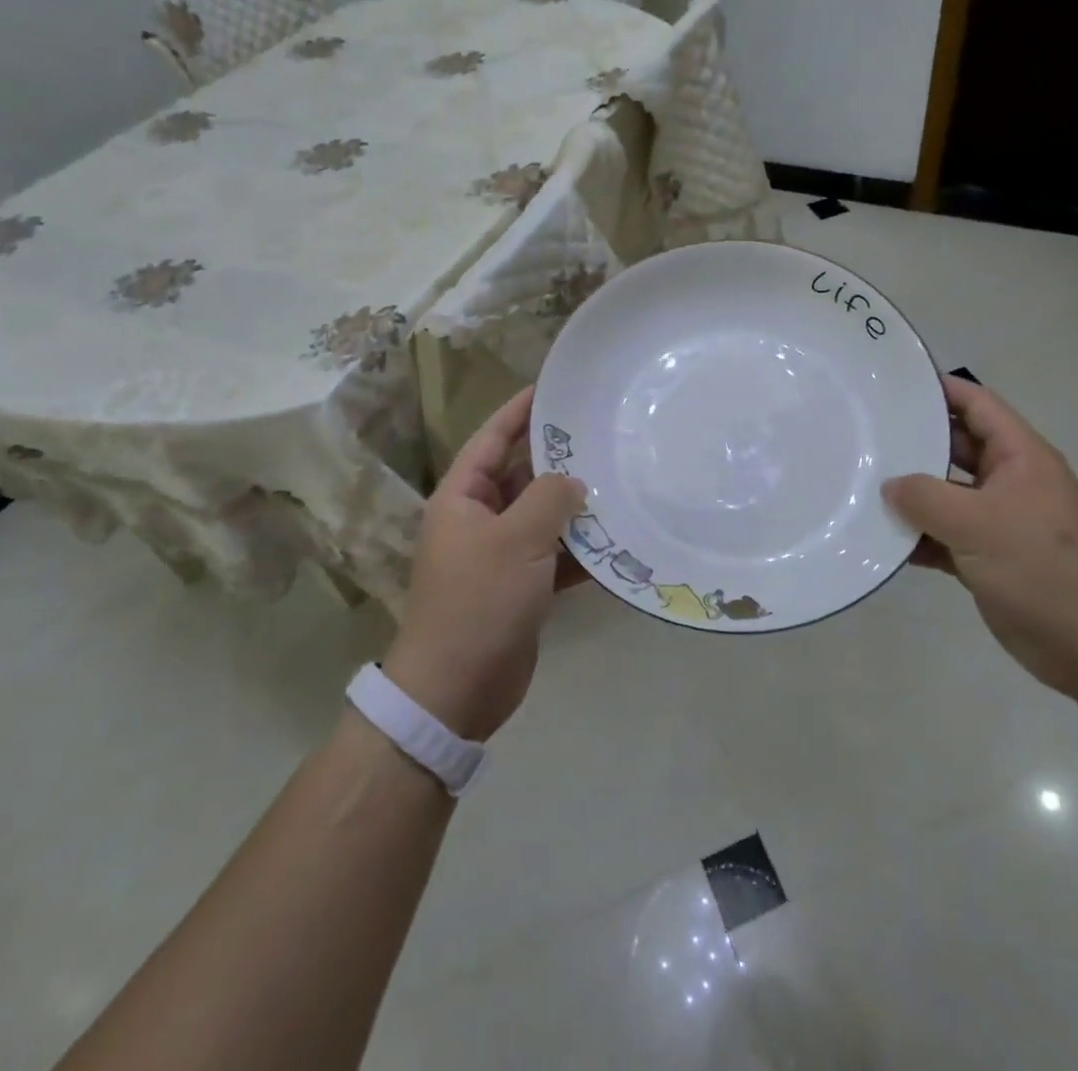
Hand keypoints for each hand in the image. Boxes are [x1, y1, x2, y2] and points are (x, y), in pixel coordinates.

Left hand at [382, 388, 585, 740]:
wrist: (456, 689)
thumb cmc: (479, 602)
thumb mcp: (516, 539)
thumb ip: (549, 498)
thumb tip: (573, 479)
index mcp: (463, 498)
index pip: (491, 439)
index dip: (519, 411)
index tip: (552, 388)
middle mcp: (479, 520)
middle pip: (521, 476)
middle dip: (558, 459)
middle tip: (603, 435)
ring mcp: (500, 555)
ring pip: (542, 517)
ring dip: (575, 506)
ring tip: (620, 481)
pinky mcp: (520, 587)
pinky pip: (554, 556)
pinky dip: (580, 551)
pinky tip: (617, 542)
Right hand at [883, 375, 1077, 696]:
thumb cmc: (1043, 569)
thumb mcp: (978, 524)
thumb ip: (926, 498)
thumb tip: (890, 486)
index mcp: (1020, 457)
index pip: (977, 405)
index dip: (941, 389)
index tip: (894, 384)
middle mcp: (1010, 481)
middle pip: (956, 448)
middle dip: (915, 442)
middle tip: (865, 436)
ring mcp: (1000, 522)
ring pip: (947, 495)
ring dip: (912, 495)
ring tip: (862, 486)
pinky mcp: (990, 559)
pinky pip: (946, 537)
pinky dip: (919, 538)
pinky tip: (883, 541)